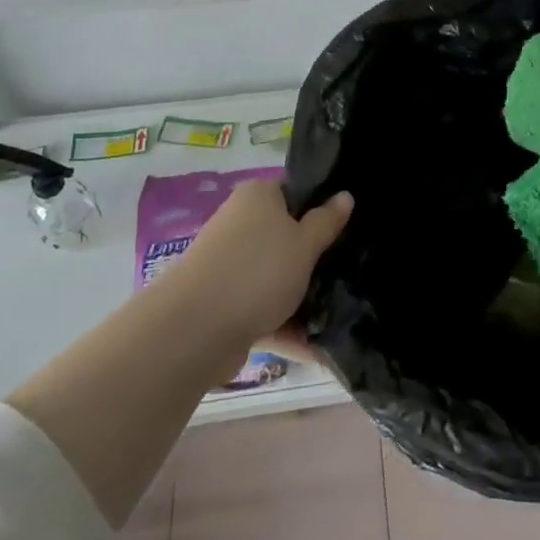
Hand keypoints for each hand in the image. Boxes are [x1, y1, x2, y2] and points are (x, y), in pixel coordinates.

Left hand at [159, 181, 351, 355]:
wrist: (194, 330)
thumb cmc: (258, 271)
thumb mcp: (304, 244)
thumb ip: (326, 221)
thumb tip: (345, 195)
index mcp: (258, 197)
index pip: (295, 191)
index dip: (321, 207)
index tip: (346, 229)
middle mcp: (239, 224)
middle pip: (285, 236)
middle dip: (313, 258)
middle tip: (346, 271)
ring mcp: (229, 265)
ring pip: (274, 276)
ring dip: (301, 297)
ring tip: (338, 315)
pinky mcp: (223, 303)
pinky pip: (262, 309)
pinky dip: (284, 326)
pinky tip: (315, 348)